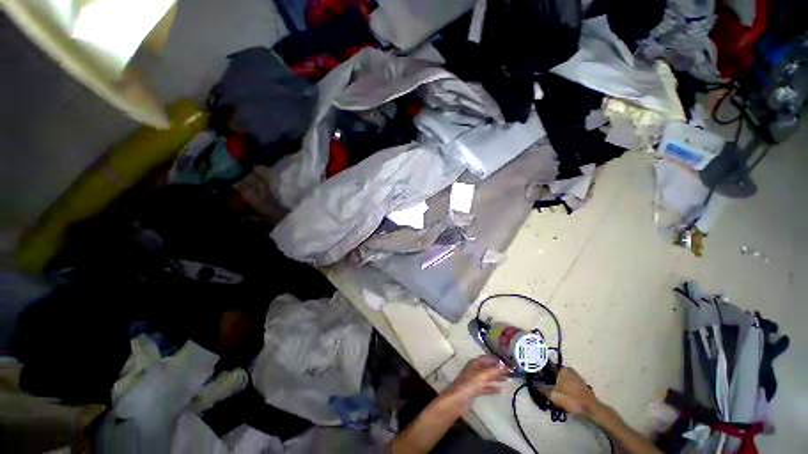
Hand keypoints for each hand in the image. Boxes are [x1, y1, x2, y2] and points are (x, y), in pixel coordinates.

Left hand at [441, 355, 508, 413]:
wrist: (458, 399)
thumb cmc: (469, 384)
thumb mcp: (483, 375)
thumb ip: (494, 371)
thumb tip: (506, 366)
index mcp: (475, 363)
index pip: (487, 358)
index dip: (496, 360)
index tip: (507, 362)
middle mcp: (475, 370)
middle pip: (488, 368)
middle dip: (498, 369)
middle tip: (510, 372)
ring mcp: (474, 380)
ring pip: (488, 377)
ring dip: (496, 378)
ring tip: (507, 379)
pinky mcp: (475, 390)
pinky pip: (486, 387)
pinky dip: (493, 387)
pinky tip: (500, 390)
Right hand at [539, 366, 603, 418]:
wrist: (592, 409)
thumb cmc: (572, 399)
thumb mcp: (553, 395)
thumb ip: (542, 388)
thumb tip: (533, 383)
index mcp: (562, 369)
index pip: (546, 367)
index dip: (540, 373)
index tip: (535, 378)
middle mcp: (568, 369)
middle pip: (553, 372)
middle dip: (547, 378)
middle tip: (542, 386)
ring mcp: (575, 376)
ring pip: (559, 377)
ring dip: (554, 383)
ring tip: (549, 391)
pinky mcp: (579, 383)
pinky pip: (566, 381)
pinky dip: (561, 386)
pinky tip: (559, 393)